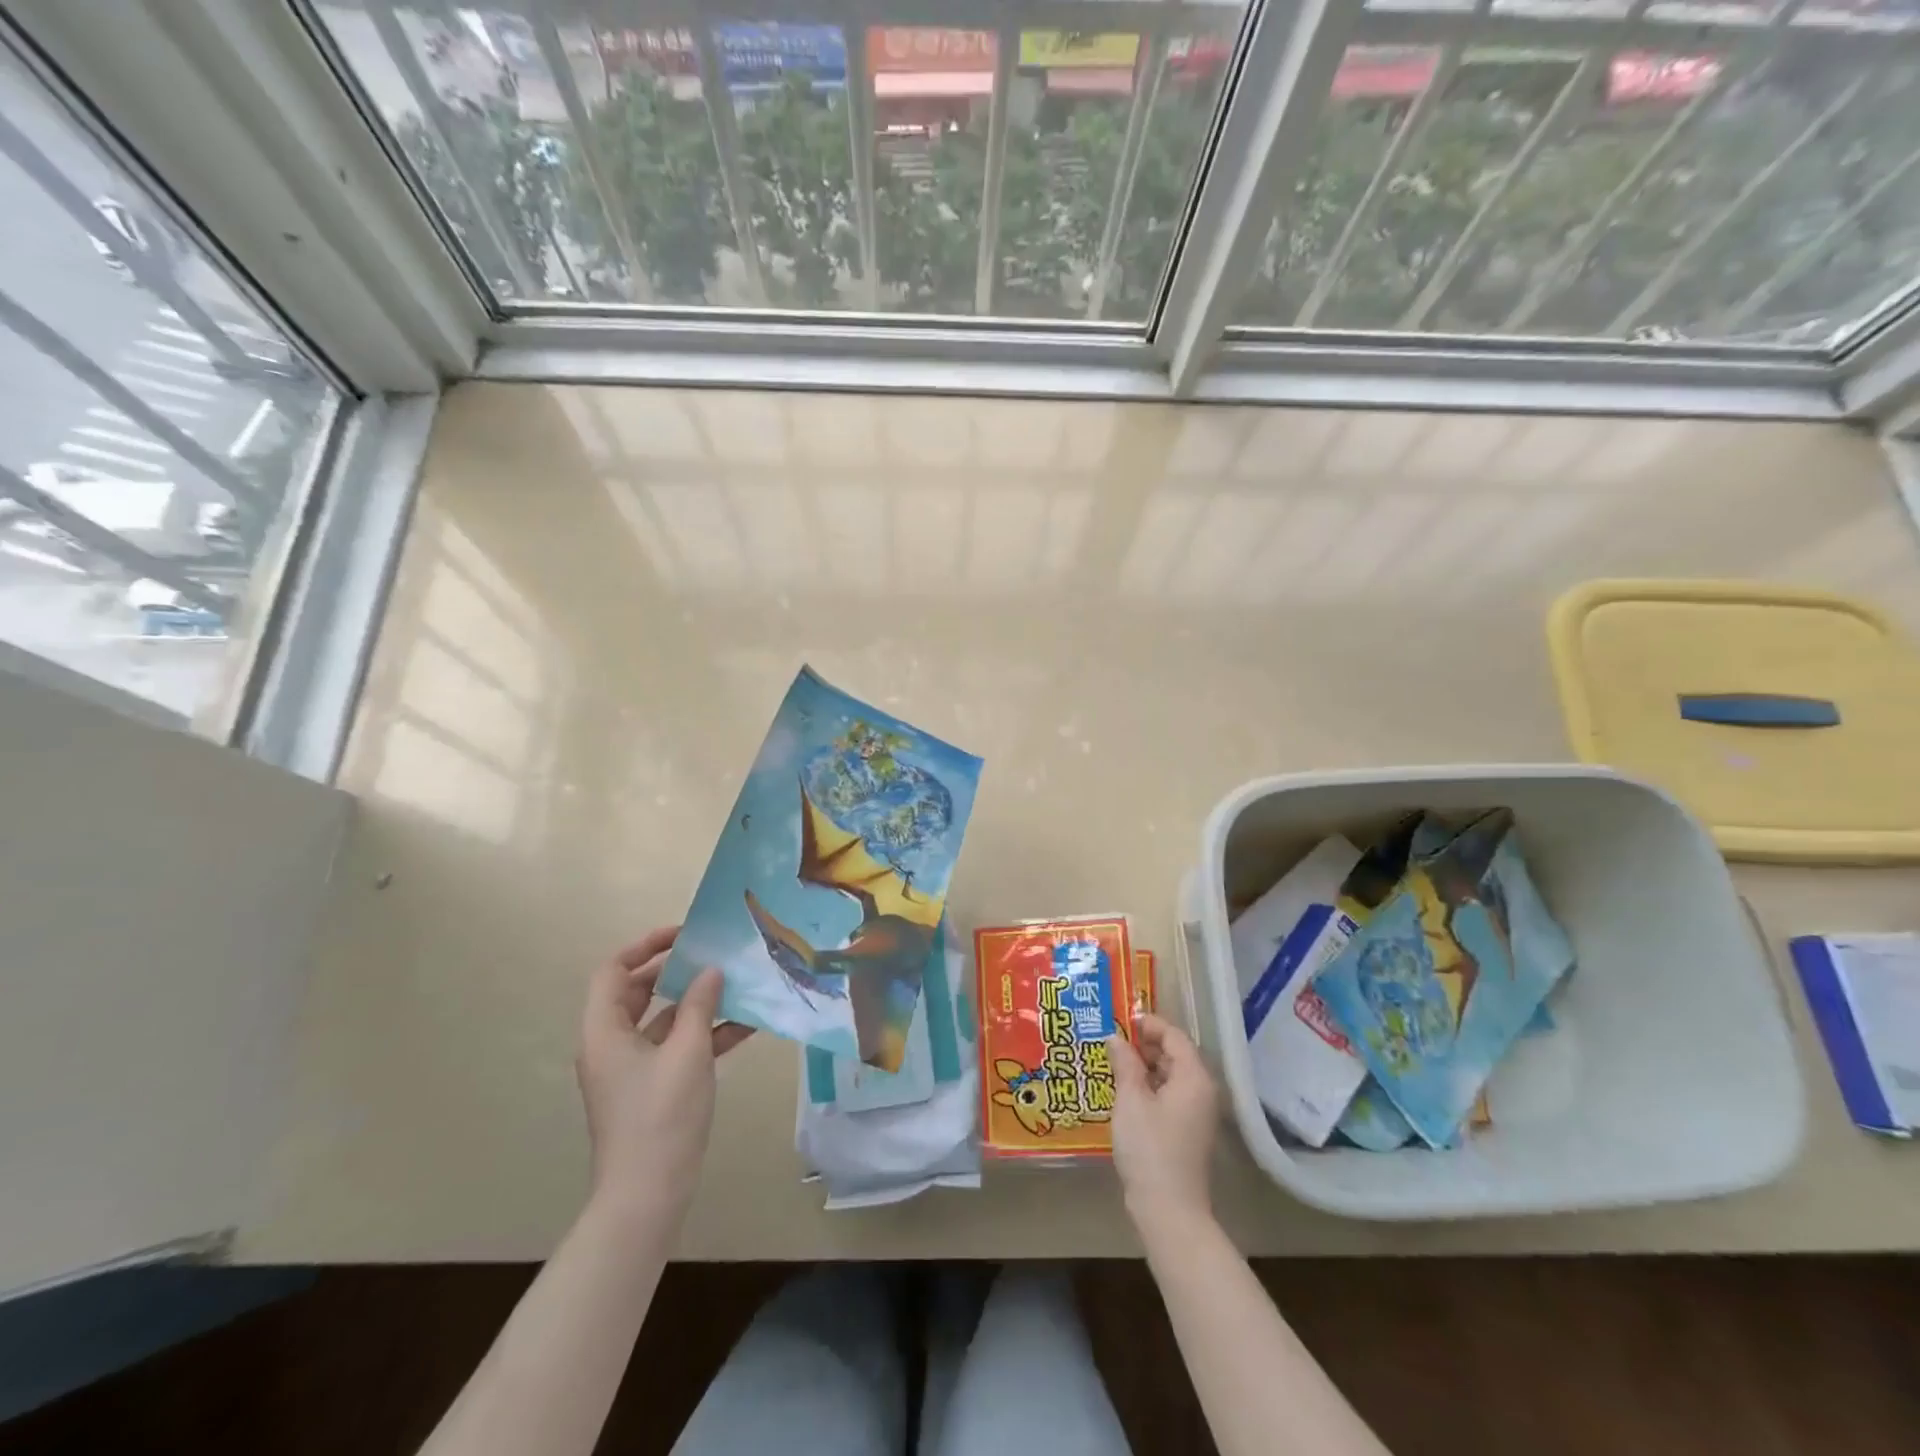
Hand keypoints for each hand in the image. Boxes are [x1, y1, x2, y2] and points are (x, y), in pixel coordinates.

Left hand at [575, 927, 751, 1227]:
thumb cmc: (661, 1116)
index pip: (613, 971)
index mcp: (605, 1032)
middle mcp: (611, 1045)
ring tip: (737, 986)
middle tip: (712, 956)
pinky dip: (704, 1035)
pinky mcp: (652, 1088)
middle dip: (676, 972)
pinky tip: (745, 1027)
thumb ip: (699, 1005)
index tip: (684, 935)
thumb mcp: (687, 1052)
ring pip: (662, 1021)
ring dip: (697, 1004)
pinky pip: (675, 1048)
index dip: (645, 946)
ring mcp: (631, 1069)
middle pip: (638, 993)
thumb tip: (711, 971)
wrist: (648, 1195)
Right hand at [1109, 1013, 1219, 1233]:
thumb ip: (1124, 1063)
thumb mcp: (1131, 1100)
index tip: (1123, 1020)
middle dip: (1145, 1044)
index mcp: (1194, 1077)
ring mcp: (1196, 1113)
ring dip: (1145, 1066)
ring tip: (1115, 1062)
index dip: (1149, 1024)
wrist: (1169, 1210)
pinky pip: (1170, 1095)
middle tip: (1114, 1040)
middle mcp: (1201, 1091)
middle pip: (1176, 1054)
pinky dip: (1150, 1086)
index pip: (1174, 1036)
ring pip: (1171, 1076)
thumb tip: (1115, 1038)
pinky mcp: (1187, 1131)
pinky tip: (1125, 1091)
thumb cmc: (1149, 1148)